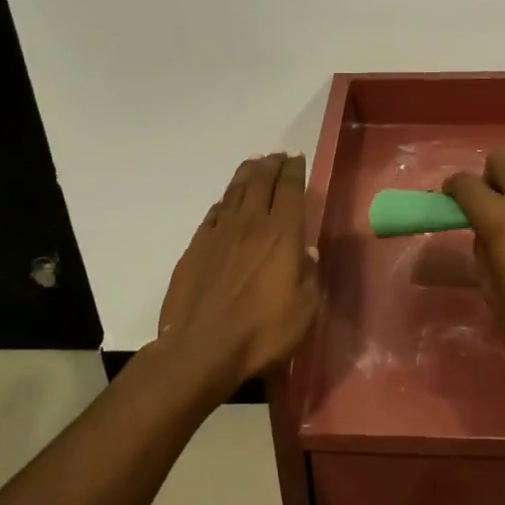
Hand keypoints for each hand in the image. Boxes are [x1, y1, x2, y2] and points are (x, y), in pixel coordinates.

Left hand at [156, 153, 319, 400]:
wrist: (201, 349)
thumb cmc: (262, 332)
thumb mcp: (304, 309)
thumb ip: (309, 275)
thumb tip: (308, 251)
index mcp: (281, 235)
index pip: (289, 190)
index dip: (294, 171)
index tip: (296, 158)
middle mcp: (250, 225)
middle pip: (260, 182)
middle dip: (271, 164)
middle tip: (277, 156)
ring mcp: (218, 234)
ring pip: (234, 192)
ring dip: (246, 174)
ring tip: (253, 164)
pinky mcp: (195, 247)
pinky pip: (213, 214)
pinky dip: (223, 202)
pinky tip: (225, 203)